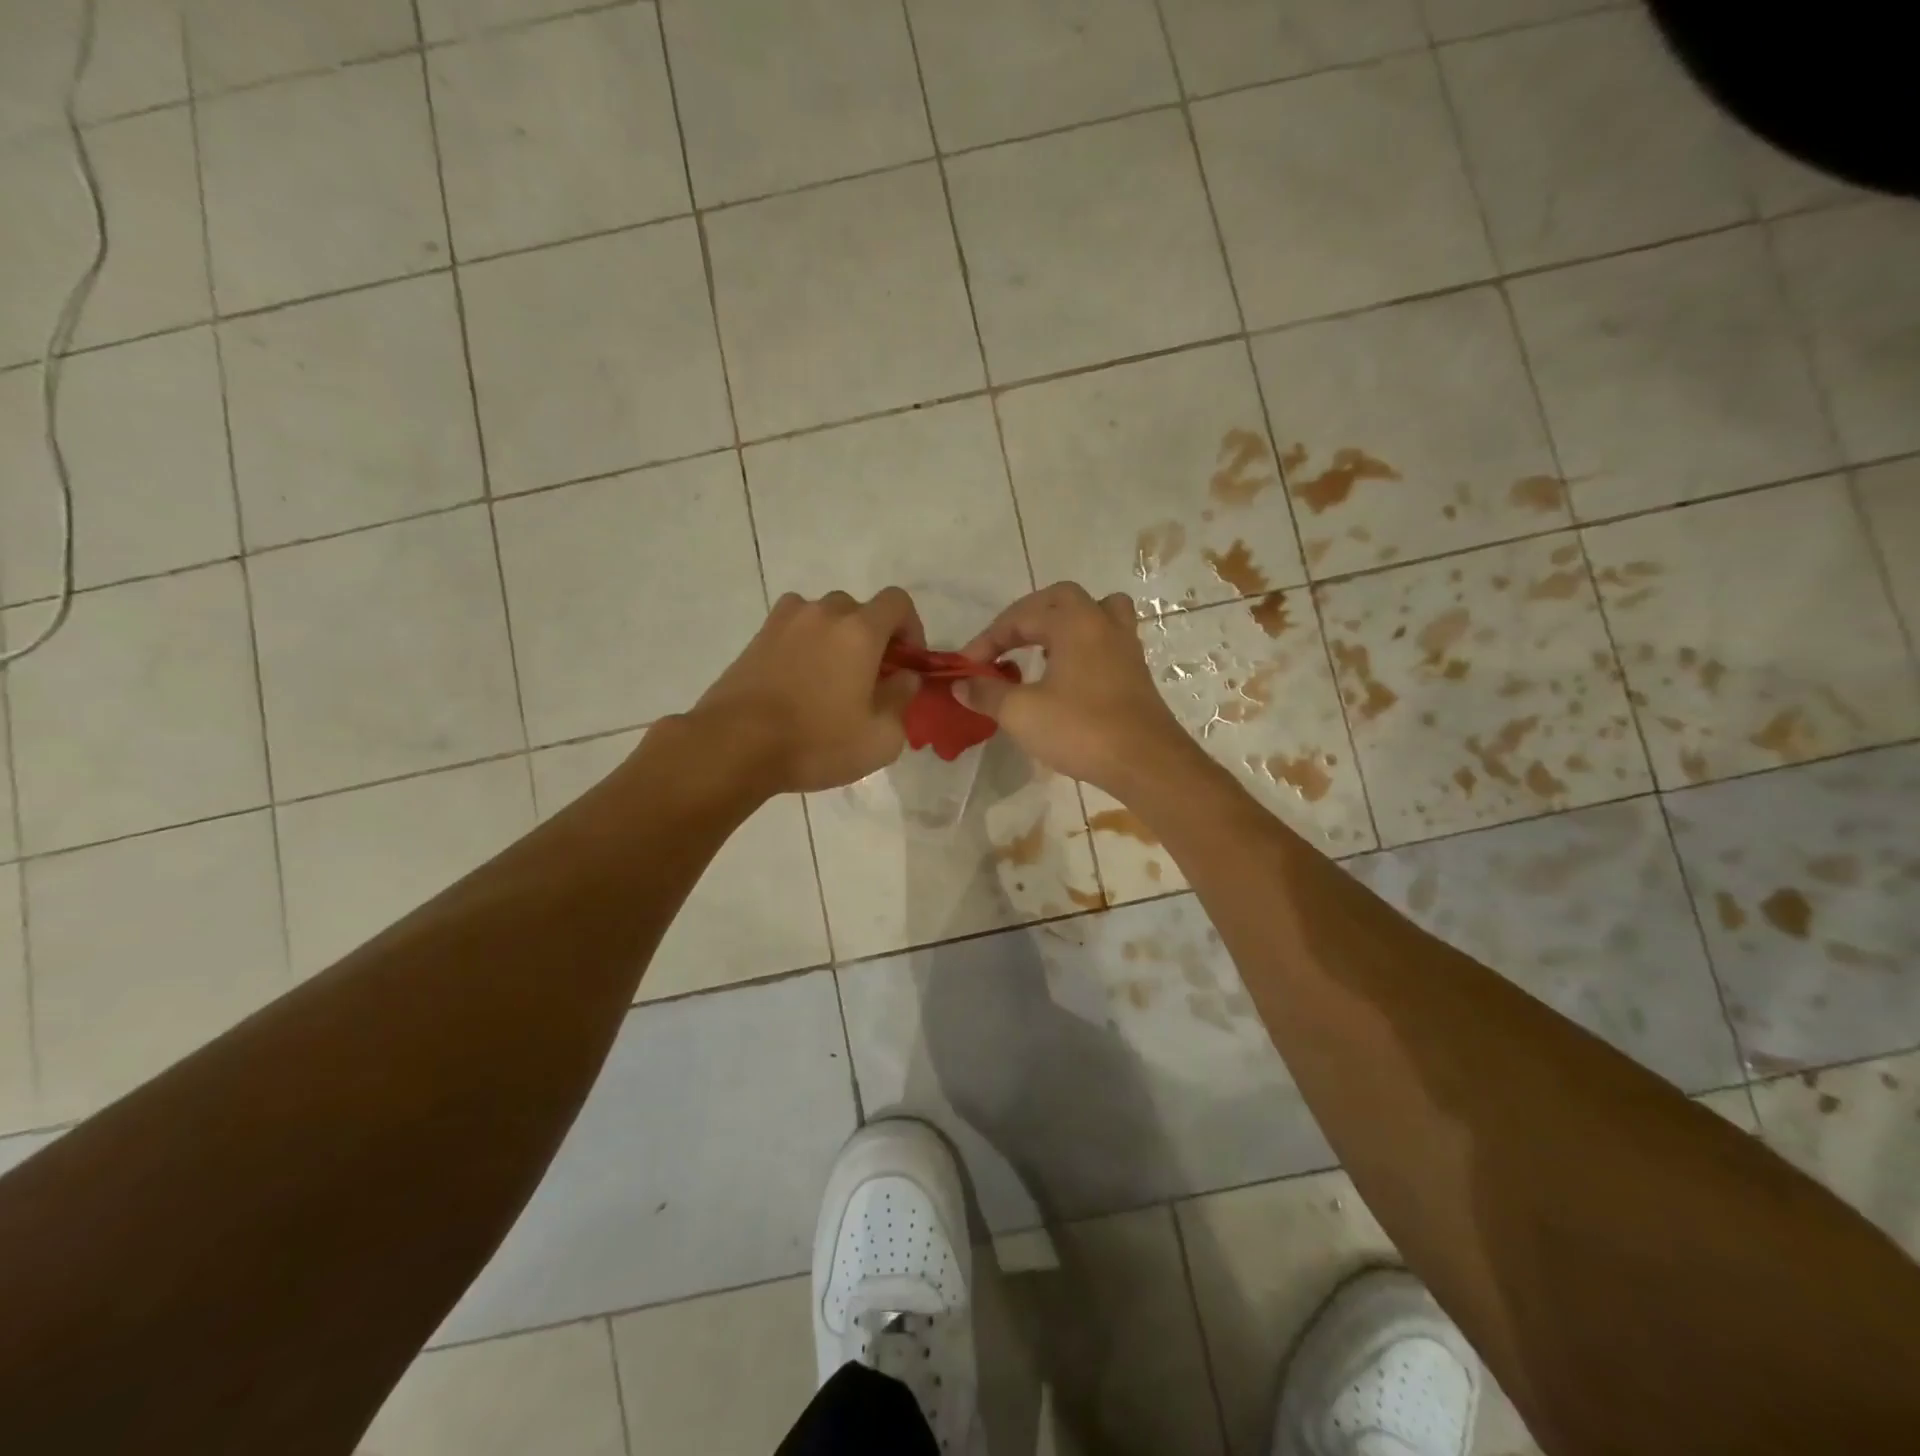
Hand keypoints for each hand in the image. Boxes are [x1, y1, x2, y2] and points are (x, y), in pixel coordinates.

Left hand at [691, 588, 923, 793]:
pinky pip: (794, 628)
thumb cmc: (816, 743)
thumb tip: (904, 677)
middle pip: (859, 609)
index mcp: (859, 631)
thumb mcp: (881, 738)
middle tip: (871, 678)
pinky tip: (800, 680)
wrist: (735, 745)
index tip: (907, 662)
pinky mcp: (757, 638)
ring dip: (837, 638)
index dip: (911, 628)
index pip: (897, 602)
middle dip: (873, 637)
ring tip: (832, 678)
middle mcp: (823, 614)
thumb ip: (902, 700)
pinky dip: (805, 643)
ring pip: (823, 617)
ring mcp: (784, 622)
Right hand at [956, 582, 1199, 796]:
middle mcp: (1102, 622)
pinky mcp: (1136, 671)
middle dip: (1027, 617)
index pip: (1020, 617)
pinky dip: (1083, 645)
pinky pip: (1106, 639)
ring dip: (1063, 624)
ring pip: (1094, 613)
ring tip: (1042, 649)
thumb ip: (987, 693)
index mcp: (1074, 621)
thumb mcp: (1021, 713)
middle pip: (1061, 599)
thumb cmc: (1080, 729)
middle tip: (1005, 644)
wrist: (1146, 762)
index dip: (987, 640)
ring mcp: (1125, 645)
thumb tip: (960, 684)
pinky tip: (1068, 675)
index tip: (967, 667)